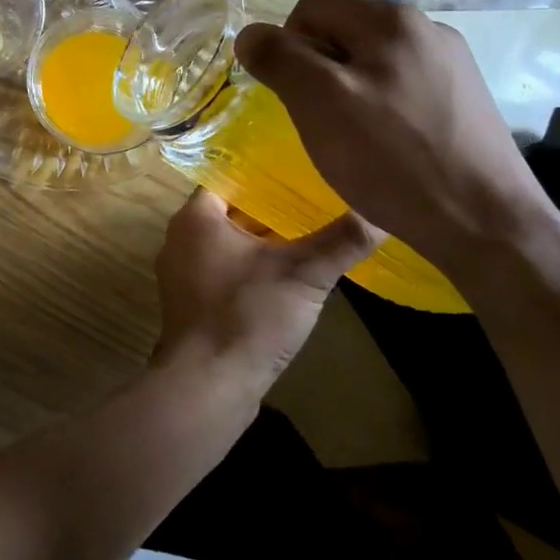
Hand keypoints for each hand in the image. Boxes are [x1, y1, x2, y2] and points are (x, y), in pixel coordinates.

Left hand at [153, 188, 380, 395]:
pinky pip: (221, 271)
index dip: (264, 176)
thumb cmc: (248, 315)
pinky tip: (283, 279)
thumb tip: (380, 213)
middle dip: (268, 211)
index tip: (300, 175)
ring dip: (259, 243)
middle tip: (311, 204)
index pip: (230, 179)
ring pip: (226, 244)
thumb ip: (341, 241)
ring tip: (304, 237)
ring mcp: (180, 273)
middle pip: (229, 212)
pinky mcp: (189, 303)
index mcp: (195, 218)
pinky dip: (248, 269)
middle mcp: (179, 238)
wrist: (208, 384)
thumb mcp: (303, 274)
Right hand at [235, 0, 556, 265]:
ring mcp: (451, 62)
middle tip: (321, 122)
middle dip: (318, 72)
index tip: (295, 99)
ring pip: (370, 62)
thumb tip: (249, 34)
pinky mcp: (464, 98)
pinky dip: (381, 109)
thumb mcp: (319, 103)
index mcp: (390, 18)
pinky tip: (389, 148)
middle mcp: (426, 27)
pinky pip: (400, 87)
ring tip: (354, 140)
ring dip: (347, 92)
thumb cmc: (393, 158)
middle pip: (341, 33)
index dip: (287, 50)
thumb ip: (279, 59)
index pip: (309, 10)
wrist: (487, 223)